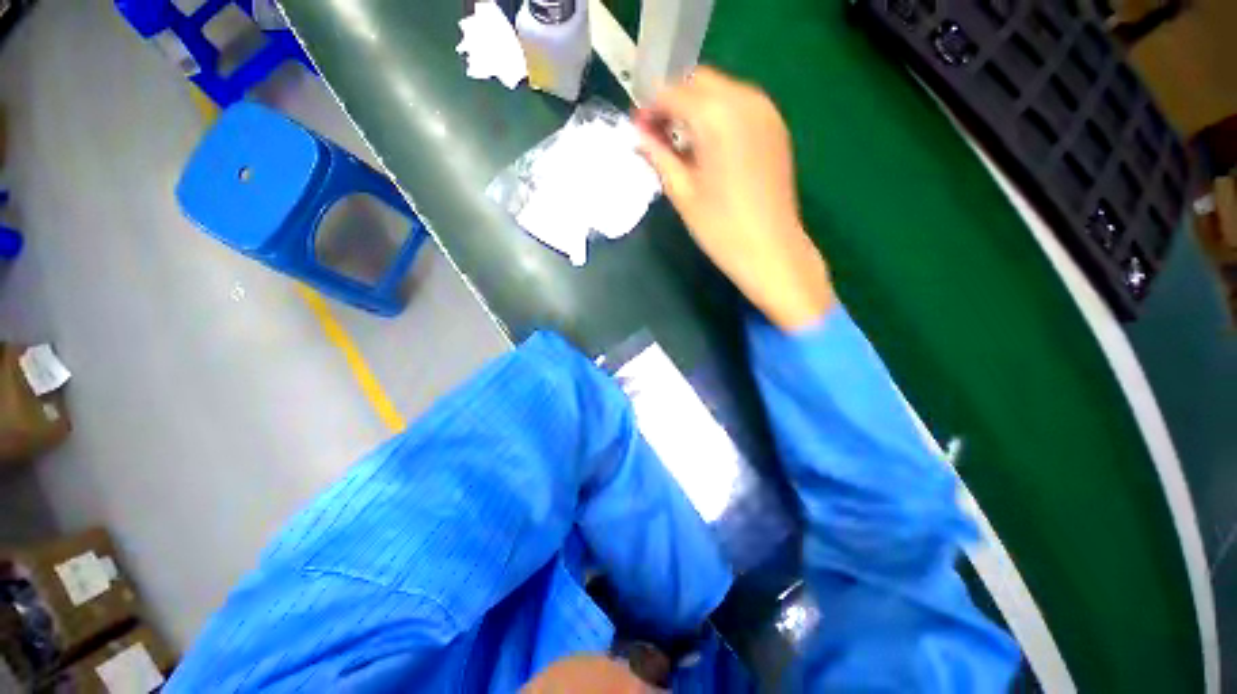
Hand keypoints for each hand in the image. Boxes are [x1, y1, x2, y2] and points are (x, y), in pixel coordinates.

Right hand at [635, 67, 834, 330]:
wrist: (770, 250)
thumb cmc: (720, 227)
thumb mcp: (681, 192)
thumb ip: (658, 156)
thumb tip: (638, 136)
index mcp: (716, 116)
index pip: (673, 93)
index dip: (650, 109)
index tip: (638, 130)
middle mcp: (744, 100)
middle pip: (698, 82)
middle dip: (674, 103)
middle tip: (658, 135)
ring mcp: (765, 111)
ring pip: (720, 90)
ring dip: (696, 107)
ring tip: (681, 142)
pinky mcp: (776, 126)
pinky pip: (740, 105)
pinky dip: (718, 115)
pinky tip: (709, 145)